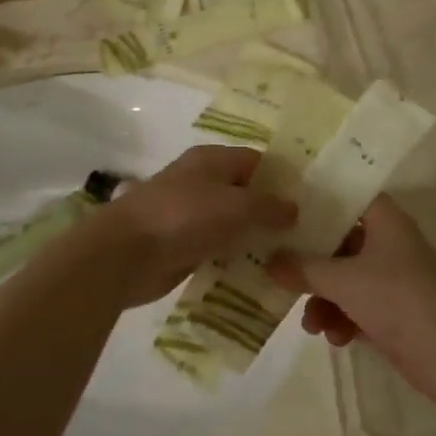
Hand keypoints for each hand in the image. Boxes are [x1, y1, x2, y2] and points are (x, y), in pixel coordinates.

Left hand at [86, 144, 295, 306]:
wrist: (124, 254)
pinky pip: (216, 248)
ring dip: (253, 239)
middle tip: (305, 234)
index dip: (283, 179)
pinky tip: (257, 275)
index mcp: (212, 160)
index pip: (257, 161)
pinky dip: (233, 258)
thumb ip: (269, 207)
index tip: (311, 201)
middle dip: (271, 212)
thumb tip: (294, 209)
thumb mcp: (236, 206)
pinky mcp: (180, 245)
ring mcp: (189, 215)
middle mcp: (201, 182)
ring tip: (288, 257)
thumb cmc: (183, 217)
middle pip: (244, 193)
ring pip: (231, 223)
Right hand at [265, 196, 435, 384]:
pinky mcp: (393, 311)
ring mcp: (391, 278)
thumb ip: (303, 268)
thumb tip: (269, 260)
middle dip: (311, 263)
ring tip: (310, 324)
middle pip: (339, 241)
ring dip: (323, 300)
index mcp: (384, 220)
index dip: (317, 200)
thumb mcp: (343, 280)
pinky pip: (356, 306)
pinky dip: (342, 319)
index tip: (283, 207)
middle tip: (279, 272)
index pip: (346, 196)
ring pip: (344, 279)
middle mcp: (388, 243)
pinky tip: (333, 338)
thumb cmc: (397, 298)